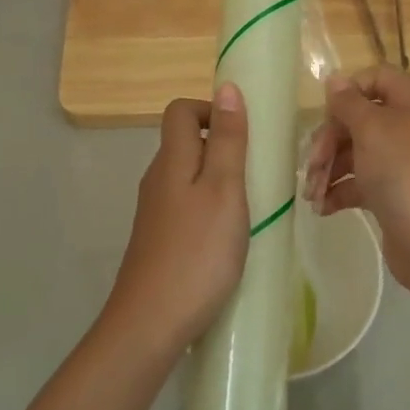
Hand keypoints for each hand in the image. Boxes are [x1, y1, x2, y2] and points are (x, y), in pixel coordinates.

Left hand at [101, 85, 249, 356]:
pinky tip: (229, 237)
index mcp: (171, 160)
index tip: (245, 133)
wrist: (151, 322)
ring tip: (251, 206)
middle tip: (257, 172)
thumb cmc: (197, 252)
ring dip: (219, 180)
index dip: (211, 110)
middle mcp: (157, 180)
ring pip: (187, 177)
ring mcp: (155, 213)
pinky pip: (186, 207)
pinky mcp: (159, 240)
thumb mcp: (224, 190)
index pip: (180, 111)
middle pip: (184, 143)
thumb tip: (226, 87)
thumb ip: (228, 140)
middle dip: (222, 147)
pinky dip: (209, 208)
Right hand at [303, 65, 409, 296]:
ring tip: (311, 195)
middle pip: (359, 118)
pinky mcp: (394, 193)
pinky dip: (340, 191)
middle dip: (329, 141)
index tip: (325, 116)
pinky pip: (361, 181)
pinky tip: (323, 208)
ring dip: (328, 169)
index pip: (375, 78)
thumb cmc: (405, 174)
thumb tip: (335, 79)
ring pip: (356, 152)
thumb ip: (348, 102)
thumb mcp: (372, 129)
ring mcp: (403, 162)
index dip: (347, 93)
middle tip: (312, 166)